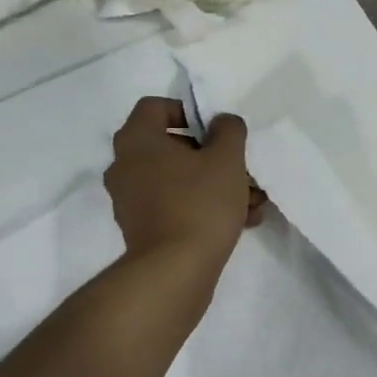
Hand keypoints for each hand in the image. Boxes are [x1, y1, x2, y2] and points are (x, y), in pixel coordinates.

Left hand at [103, 97, 262, 267]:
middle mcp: (125, 166)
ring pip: (177, 180)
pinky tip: (240, 222)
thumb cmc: (199, 203)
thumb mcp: (226, 159)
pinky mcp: (141, 229)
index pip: (154, 107)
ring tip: (252, 201)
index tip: (215, 130)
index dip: (187, 111)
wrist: (175, 270)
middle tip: (241, 169)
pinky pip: (174, 206)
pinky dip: (202, 207)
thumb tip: (222, 122)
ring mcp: (130, 200)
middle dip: (212, 157)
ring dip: (214, 185)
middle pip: (170, 147)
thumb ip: (228, 130)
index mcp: (137, 140)